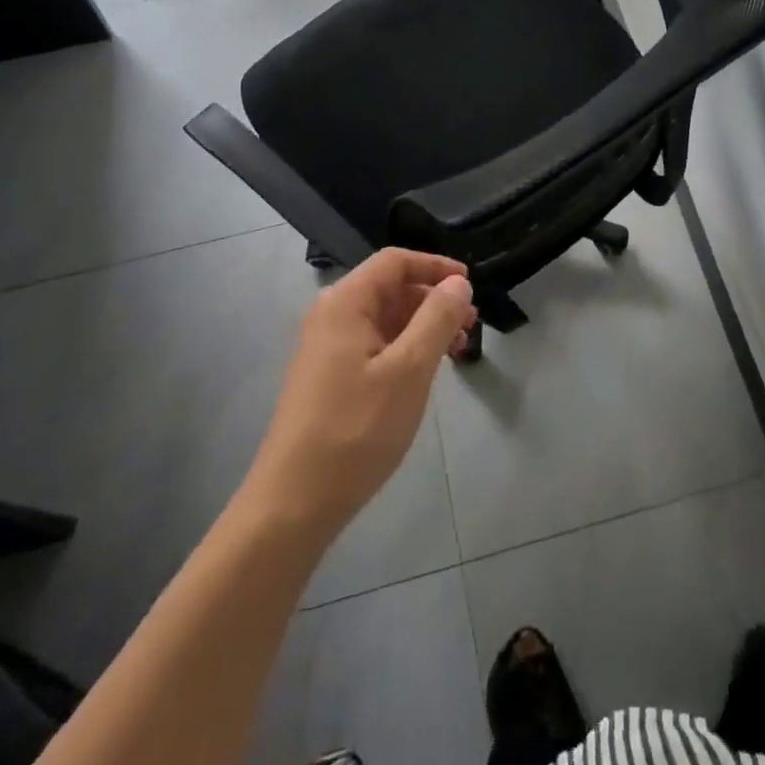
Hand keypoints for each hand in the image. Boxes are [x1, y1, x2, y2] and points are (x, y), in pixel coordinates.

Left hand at [243, 249, 477, 542]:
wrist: (294, 503)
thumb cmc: (356, 429)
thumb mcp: (409, 370)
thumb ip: (437, 319)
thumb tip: (458, 284)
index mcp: (345, 303)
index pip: (395, 261)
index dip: (435, 266)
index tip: (470, 286)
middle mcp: (332, 315)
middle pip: (391, 288)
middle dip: (433, 299)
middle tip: (470, 325)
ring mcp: (328, 348)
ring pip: (385, 319)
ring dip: (423, 326)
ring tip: (457, 350)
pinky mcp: (330, 377)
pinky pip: (375, 345)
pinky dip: (406, 348)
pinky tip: (426, 372)